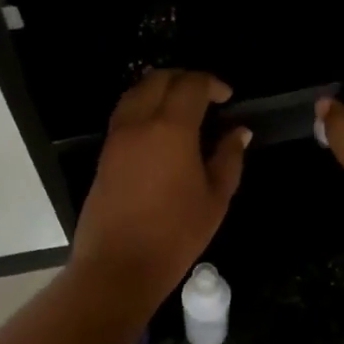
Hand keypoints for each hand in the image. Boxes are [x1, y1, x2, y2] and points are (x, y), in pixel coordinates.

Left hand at [71, 70, 249, 308]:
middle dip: (184, 79)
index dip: (212, 83)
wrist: (118, 265)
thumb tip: (239, 131)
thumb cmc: (175, 235)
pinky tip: (160, 131)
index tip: (227, 97)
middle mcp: (139, 122)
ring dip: (160, 90)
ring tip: (182, 110)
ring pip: (135, 92)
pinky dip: (143, 107)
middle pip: (158, 79)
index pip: (191, 84)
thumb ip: (229, 158)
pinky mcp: (104, 153)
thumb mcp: (215, 199)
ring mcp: (116, 137)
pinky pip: (124, 114)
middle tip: (206, 98)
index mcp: (171, 128)